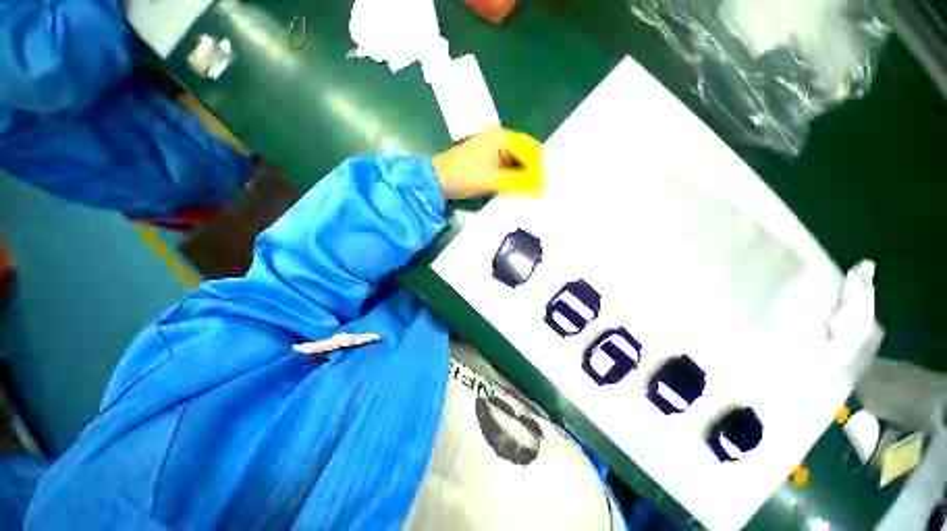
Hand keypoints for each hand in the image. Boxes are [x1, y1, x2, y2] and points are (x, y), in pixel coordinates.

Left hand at [432, 128, 543, 199]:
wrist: (436, 182)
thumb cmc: (463, 176)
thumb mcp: (492, 180)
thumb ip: (518, 183)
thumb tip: (541, 187)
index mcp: (500, 137)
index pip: (529, 148)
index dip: (539, 165)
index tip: (547, 181)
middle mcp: (498, 140)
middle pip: (523, 155)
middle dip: (532, 172)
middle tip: (541, 189)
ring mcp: (492, 151)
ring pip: (515, 163)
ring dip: (522, 177)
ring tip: (532, 191)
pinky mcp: (487, 162)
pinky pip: (506, 169)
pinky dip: (512, 179)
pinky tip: (517, 190)